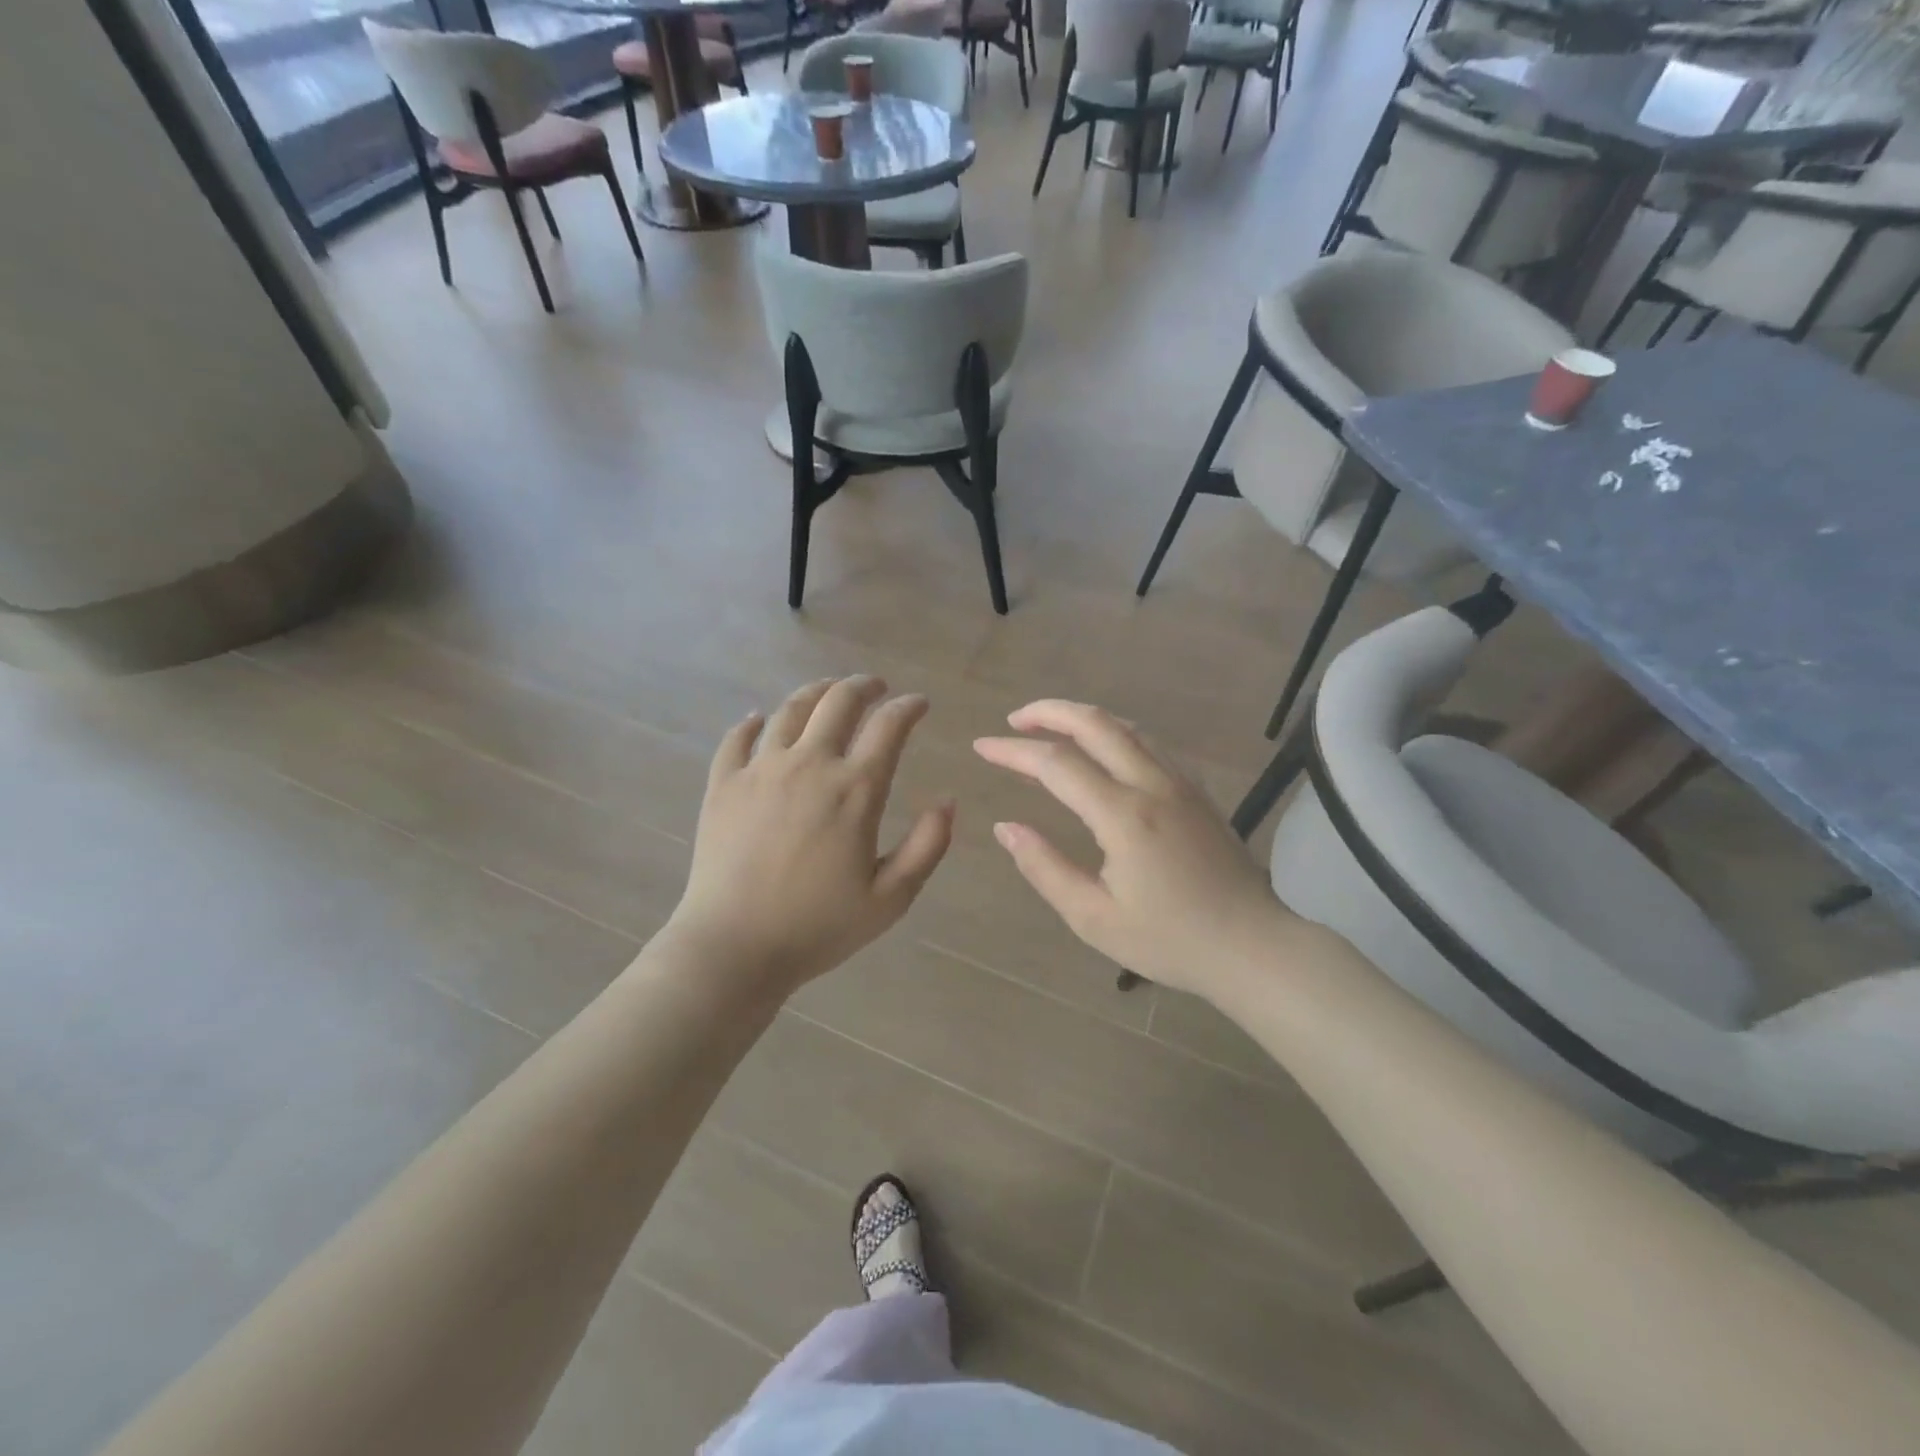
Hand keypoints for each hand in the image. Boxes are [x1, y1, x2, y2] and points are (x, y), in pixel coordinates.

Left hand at [669, 677, 953, 995]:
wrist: (734, 947)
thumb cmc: (819, 927)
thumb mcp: (891, 897)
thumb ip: (928, 846)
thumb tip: (948, 801)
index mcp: (855, 789)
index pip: (889, 726)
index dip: (908, 707)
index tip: (918, 703)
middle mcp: (809, 765)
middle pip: (839, 701)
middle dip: (863, 686)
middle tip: (875, 687)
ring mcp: (760, 770)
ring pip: (790, 709)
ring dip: (816, 692)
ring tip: (828, 691)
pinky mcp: (723, 783)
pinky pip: (737, 737)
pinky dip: (753, 722)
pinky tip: (759, 719)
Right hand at [973, 701, 1291, 1000]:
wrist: (1252, 946)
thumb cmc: (1170, 940)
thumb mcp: (1093, 918)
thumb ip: (1045, 867)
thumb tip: (1007, 827)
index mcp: (1123, 815)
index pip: (1056, 764)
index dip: (1013, 750)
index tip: (981, 746)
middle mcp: (1153, 784)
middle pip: (1095, 723)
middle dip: (1048, 712)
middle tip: (1014, 720)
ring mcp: (1181, 782)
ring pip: (1127, 726)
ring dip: (1083, 717)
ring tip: (1050, 727)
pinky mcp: (1197, 791)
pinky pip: (1150, 743)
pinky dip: (1116, 731)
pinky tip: (1104, 748)